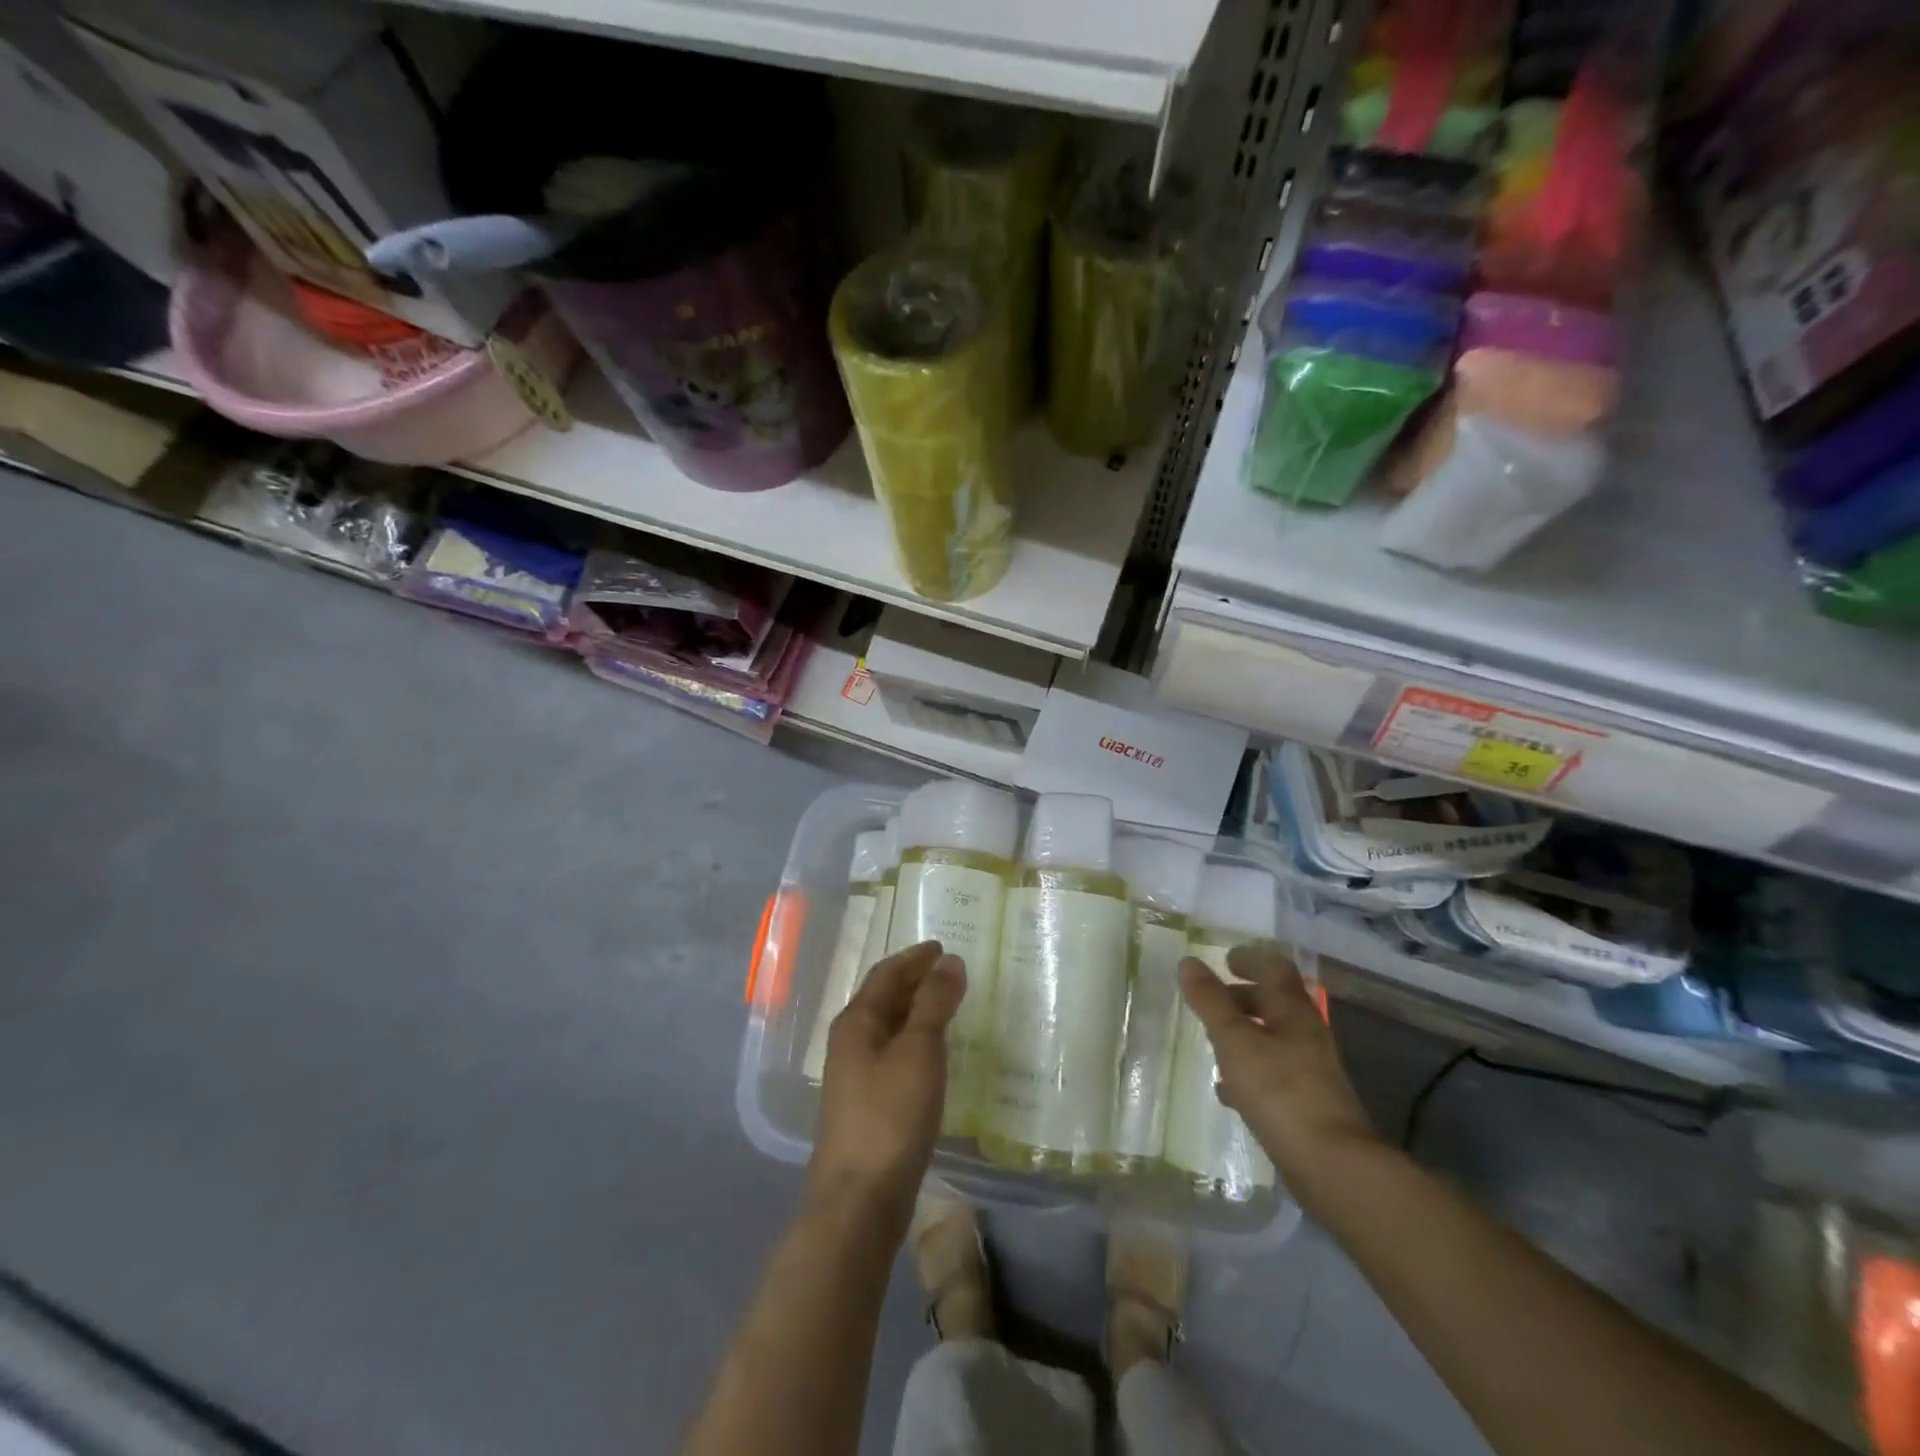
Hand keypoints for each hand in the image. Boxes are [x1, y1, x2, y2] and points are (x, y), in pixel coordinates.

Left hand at [808, 941, 964, 1224]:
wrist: (859, 1201)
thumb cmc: (890, 1116)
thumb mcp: (919, 1051)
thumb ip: (934, 1003)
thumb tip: (949, 961)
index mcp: (856, 1022)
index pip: (886, 974)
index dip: (914, 958)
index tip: (941, 947)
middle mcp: (850, 1043)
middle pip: (883, 999)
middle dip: (914, 981)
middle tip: (949, 971)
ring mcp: (855, 1077)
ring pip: (888, 1029)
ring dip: (915, 1012)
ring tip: (947, 1005)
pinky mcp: (867, 1106)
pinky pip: (893, 1056)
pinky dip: (915, 1042)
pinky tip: (933, 1055)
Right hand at [1178, 943, 1378, 1201]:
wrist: (1333, 1166)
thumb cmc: (1280, 1091)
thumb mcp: (1234, 1040)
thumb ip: (1210, 1001)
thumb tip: (1188, 962)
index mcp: (1292, 1011)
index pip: (1275, 968)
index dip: (1250, 958)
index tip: (1225, 960)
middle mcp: (1307, 1034)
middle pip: (1274, 1004)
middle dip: (1242, 997)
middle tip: (1211, 1001)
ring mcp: (1311, 1071)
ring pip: (1273, 1039)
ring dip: (1244, 1035)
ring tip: (1212, 1043)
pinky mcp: (1308, 1104)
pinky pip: (1274, 1074)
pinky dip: (1249, 1071)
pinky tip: (1228, 1091)